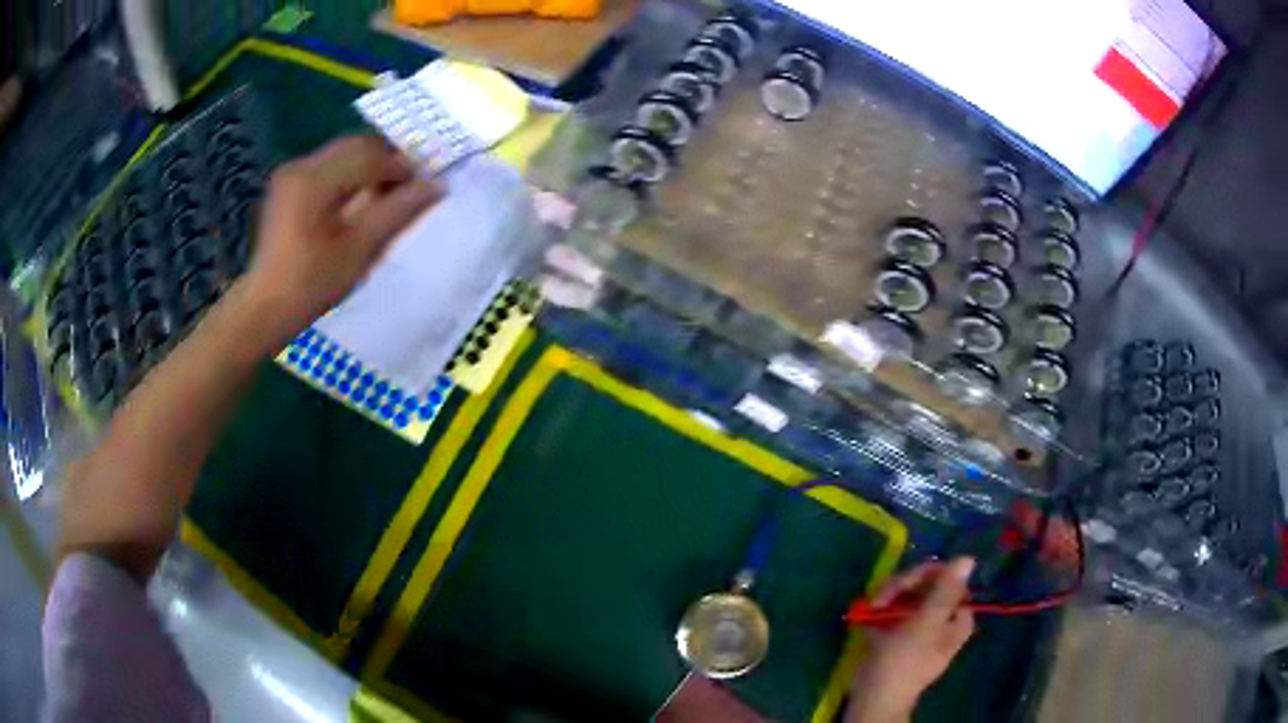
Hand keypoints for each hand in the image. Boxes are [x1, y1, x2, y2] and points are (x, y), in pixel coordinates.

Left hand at [241, 135, 440, 342]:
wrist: (265, 308)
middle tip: (408, 190)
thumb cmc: (312, 285)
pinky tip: (358, 201)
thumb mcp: (359, 250)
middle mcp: (301, 166)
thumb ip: (397, 212)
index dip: (402, 165)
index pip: (369, 154)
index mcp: (314, 179)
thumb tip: (436, 186)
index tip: (424, 186)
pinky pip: (328, 166)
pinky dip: (350, 175)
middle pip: (356, 146)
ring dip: (369, 167)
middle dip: (386, 162)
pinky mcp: (288, 185)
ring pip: (343, 154)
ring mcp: (291, 173)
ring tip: (385, 197)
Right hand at [846, 558, 975, 722]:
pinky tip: (867, 616)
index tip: (898, 586)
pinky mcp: (900, 634)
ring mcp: (920, 627)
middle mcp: (943, 619)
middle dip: (900, 588)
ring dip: (887, 598)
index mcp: (957, 617)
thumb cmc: (902, 662)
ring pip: (908, 596)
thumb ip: (945, 592)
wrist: (873, 698)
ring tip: (870, 609)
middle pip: (926, 585)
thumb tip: (969, 558)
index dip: (922, 576)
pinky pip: (894, 611)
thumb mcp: (925, 624)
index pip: (946, 579)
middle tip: (878, 600)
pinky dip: (881, 611)